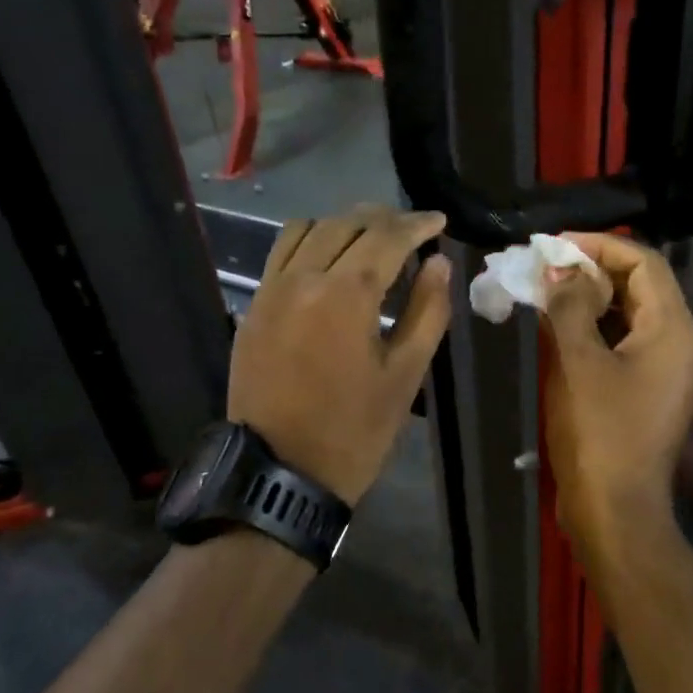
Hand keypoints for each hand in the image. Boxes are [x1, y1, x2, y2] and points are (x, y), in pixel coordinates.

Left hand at [230, 206, 451, 504]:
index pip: (386, 237)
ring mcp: (271, 290)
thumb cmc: (354, 430)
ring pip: (309, 229)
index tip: (438, 221)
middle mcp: (303, 278)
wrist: (280, 472)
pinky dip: (310, 240)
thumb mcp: (404, 375)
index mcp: (346, 296)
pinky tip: (329, 258)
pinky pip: (281, 252)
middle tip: (412, 230)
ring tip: (371, 238)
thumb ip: (427, 311)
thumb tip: (438, 264)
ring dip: (345, 224)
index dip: (416, 224)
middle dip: (384, 220)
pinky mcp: (253, 306)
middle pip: (346, 224)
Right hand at [542, 232, 692, 554]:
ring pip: (633, 317)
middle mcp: (682, 344)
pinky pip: (629, 345)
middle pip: (642, 287)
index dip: (599, 247)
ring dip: (594, 301)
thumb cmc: (598, 432)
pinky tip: (564, 332)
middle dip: (594, 272)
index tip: (554, 246)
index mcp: (674, 329)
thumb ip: (569, 306)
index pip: (644, 263)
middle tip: (546, 269)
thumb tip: (559, 269)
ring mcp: (669, 372)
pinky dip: (598, 331)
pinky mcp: (652, 393)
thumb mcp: (577, 362)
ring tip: (549, 294)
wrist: (616, 510)